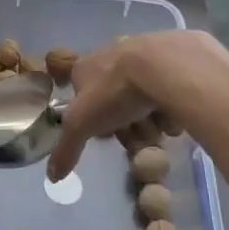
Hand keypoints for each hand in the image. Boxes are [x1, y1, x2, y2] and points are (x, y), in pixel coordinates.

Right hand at [49, 29, 225, 178]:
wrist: (162, 64)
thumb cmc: (113, 91)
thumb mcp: (81, 123)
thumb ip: (66, 148)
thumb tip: (52, 177)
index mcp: (85, 66)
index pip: (81, 92)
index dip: (92, 116)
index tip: (105, 134)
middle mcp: (112, 55)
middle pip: (115, 95)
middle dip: (124, 119)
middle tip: (136, 138)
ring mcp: (142, 53)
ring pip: (142, 92)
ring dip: (149, 114)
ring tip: (159, 131)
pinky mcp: (172, 56)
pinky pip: (169, 87)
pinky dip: (171, 103)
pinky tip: (176, 116)